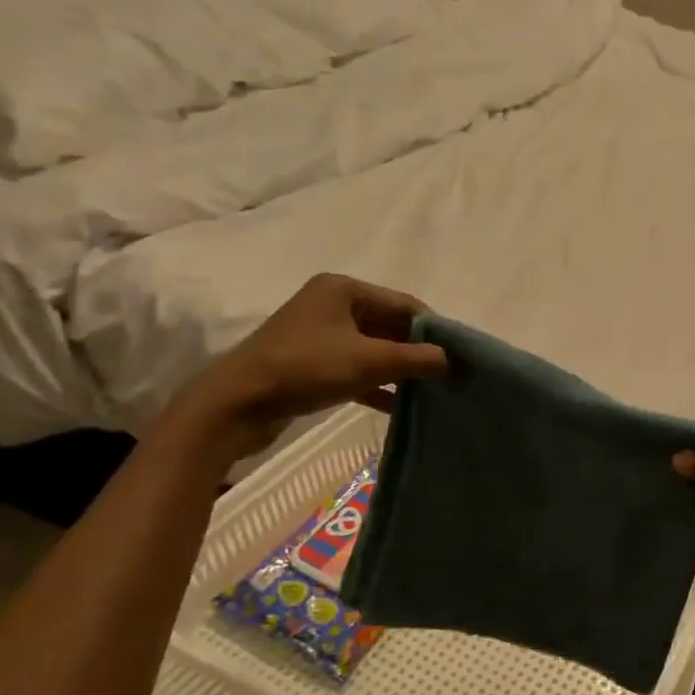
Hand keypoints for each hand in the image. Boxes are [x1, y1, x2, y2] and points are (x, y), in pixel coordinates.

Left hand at [176, 274, 447, 451]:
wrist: (236, 404)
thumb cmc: (305, 368)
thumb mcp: (368, 361)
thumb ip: (417, 359)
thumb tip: (455, 360)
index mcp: (344, 289)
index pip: (404, 304)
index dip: (434, 328)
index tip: (458, 354)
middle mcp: (332, 305)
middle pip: (390, 325)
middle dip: (418, 350)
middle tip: (448, 374)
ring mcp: (320, 334)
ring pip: (373, 348)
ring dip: (399, 369)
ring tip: (430, 390)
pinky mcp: (311, 363)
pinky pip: (355, 368)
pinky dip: (377, 383)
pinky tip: (398, 405)